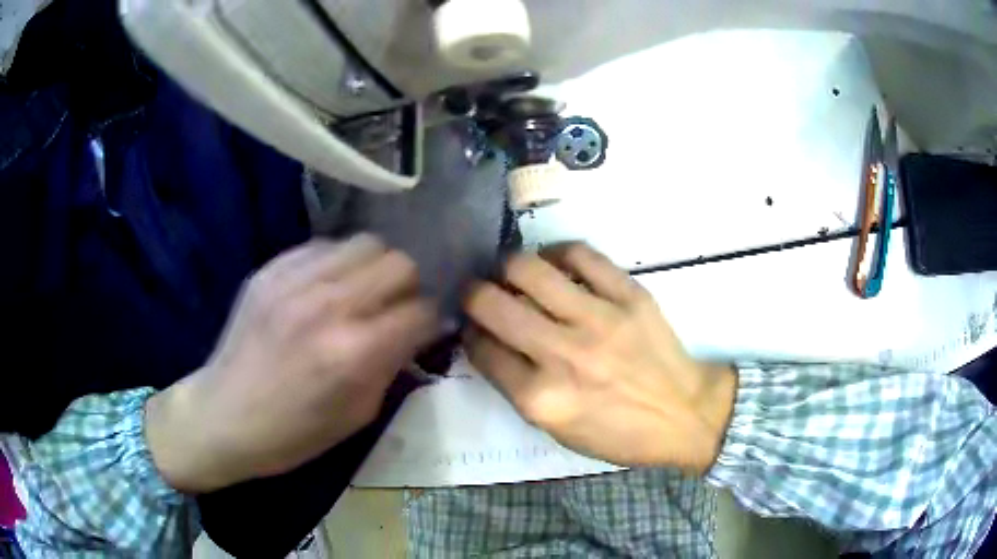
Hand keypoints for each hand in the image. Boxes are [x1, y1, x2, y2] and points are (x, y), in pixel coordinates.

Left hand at [146, 235, 439, 492]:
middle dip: (408, 288)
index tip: (424, 330)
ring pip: (366, 243)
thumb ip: (392, 365)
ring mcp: (295, 280)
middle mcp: (329, 304)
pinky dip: (337, 264)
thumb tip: (417, 331)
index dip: (431, 321)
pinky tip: (325, 289)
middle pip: (400, 264)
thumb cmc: (294, 432)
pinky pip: (324, 246)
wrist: (224, 416)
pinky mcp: (271, 269)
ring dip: (374, 269)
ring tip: (361, 293)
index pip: (421, 310)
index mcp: (355, 352)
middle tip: (394, 309)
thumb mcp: (358, 414)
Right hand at [463, 243, 735, 472]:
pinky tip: (556, 265)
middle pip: (491, 303)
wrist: (685, 415)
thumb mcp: (558, 429)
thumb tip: (491, 340)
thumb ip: (518, 387)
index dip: (469, 332)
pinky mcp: (629, 295)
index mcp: (541, 399)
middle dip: (474, 294)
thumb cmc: (619, 433)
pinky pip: (580, 254)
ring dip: (509, 269)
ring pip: (527, 268)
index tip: (473, 326)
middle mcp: (563, 355)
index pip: (481, 348)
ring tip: (516, 275)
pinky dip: (557, 254)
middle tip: (483, 294)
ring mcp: (598, 319)